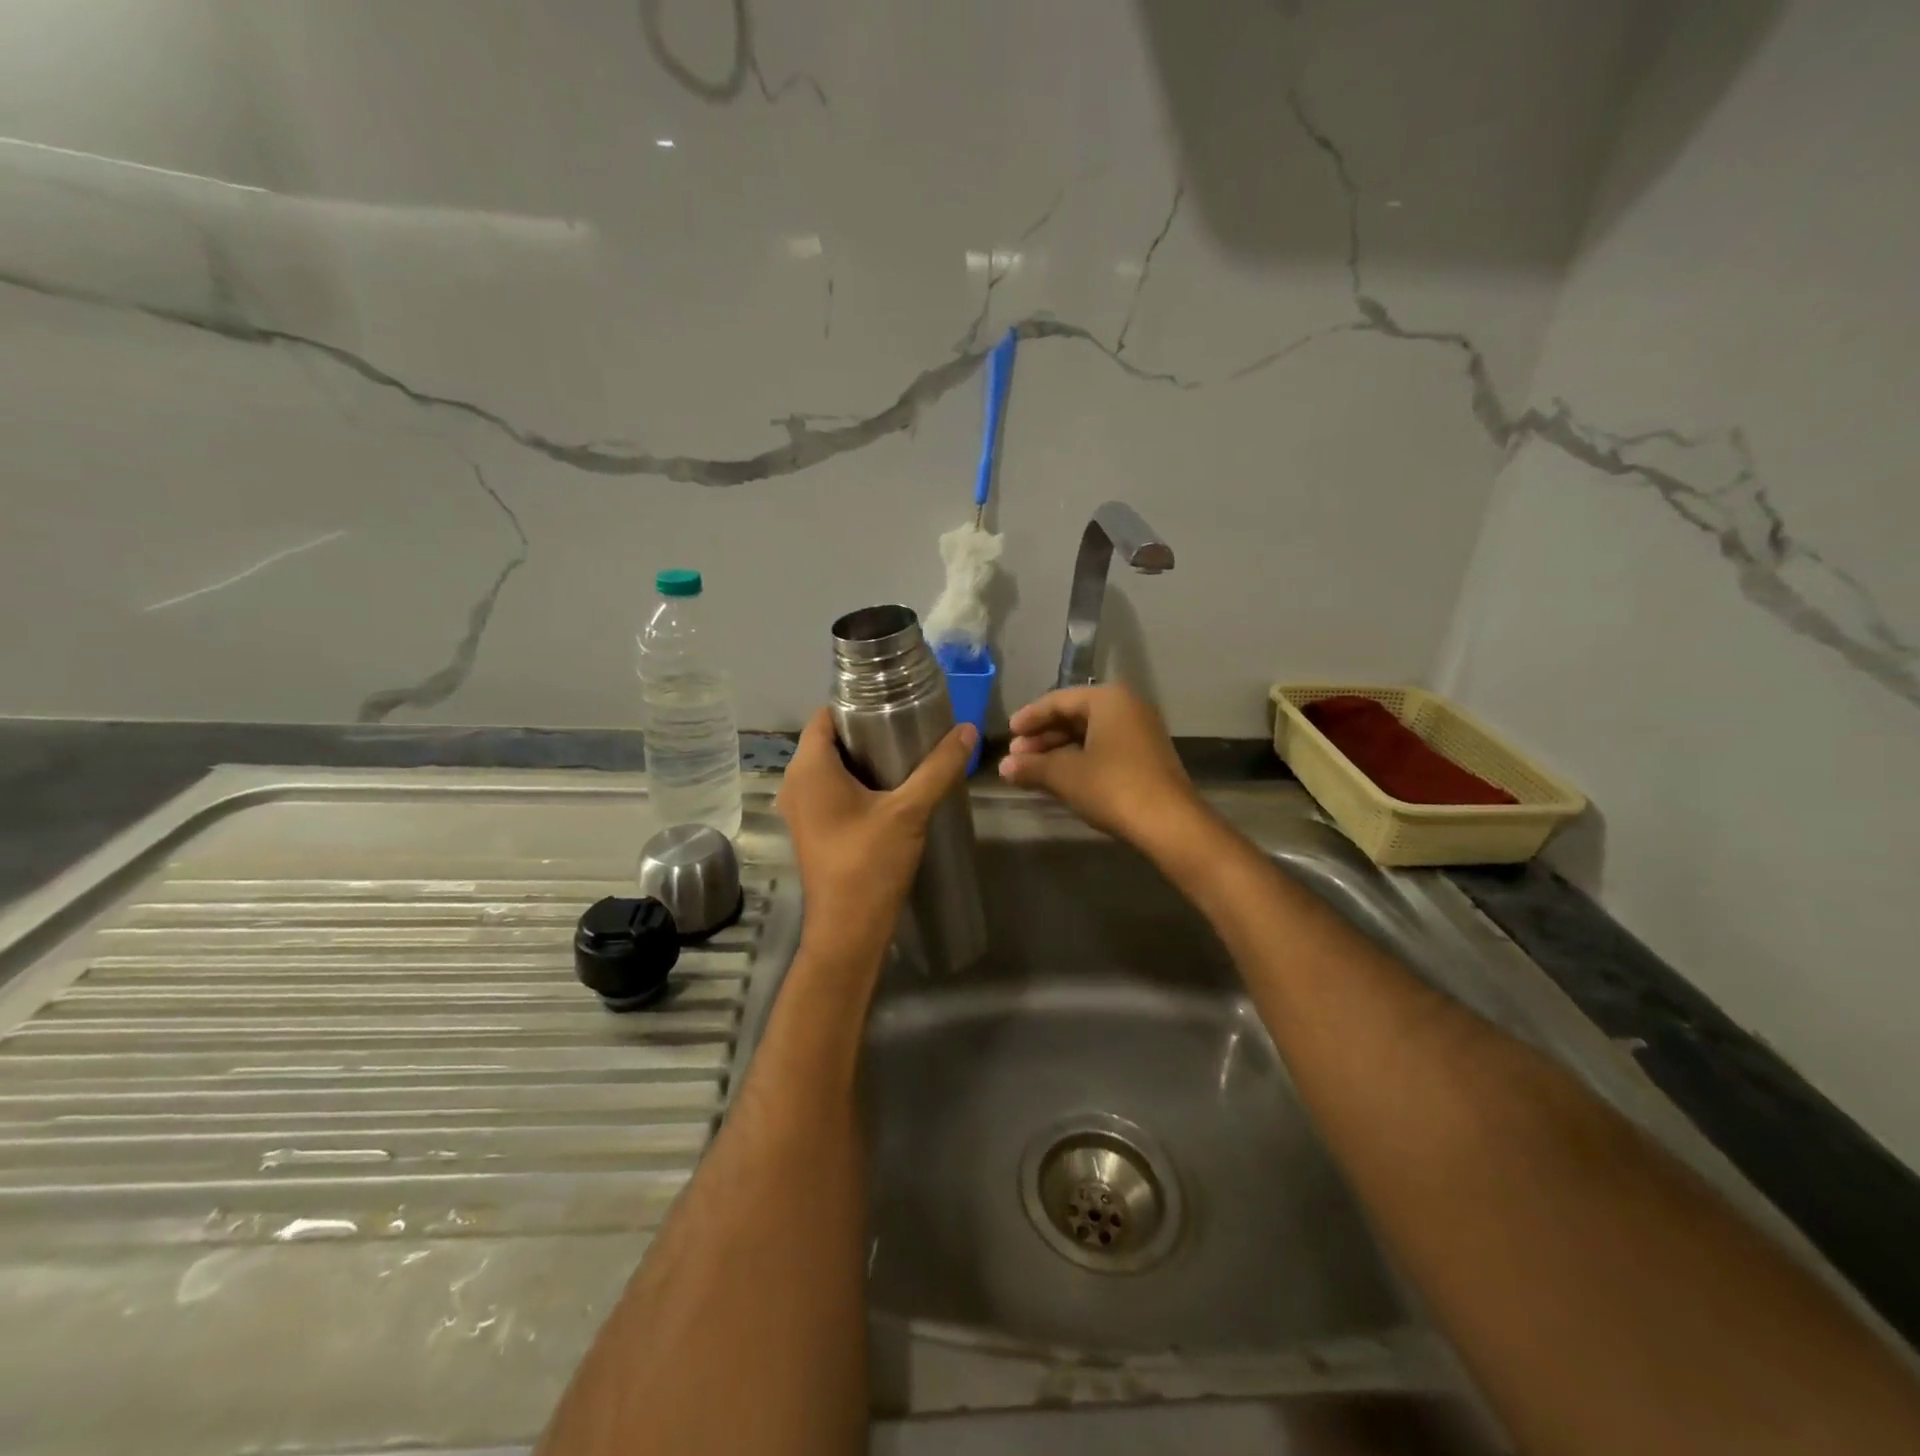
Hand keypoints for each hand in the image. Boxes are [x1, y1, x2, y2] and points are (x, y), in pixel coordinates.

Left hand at [777, 708, 977, 960]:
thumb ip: (938, 768)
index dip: (855, 705)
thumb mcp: (909, 811)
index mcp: (809, 769)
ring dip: (862, 760)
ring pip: (830, 768)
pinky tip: (890, 790)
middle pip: (829, 741)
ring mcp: (800, 810)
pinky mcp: (811, 830)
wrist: (848, 931)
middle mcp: (795, 783)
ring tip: (905, 754)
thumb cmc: (870, 863)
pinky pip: (830, 791)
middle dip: (865, 732)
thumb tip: (967, 730)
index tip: (892, 703)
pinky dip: (855, 783)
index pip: (824, 716)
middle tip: (908, 727)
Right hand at [998, 685, 1202, 848]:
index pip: (1059, 700)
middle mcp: (1127, 707)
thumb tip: (1004, 767)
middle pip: (1074, 716)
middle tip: (1016, 756)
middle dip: (1043, 737)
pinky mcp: (1147, 756)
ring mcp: (1141, 731)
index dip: (1029, 717)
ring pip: (1089, 734)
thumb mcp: (1065, 775)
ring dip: (1059, 750)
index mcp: (1108, 699)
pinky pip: (1104, 748)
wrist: (1169, 823)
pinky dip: (1079, 759)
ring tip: (1032, 770)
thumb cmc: (1112, 787)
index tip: (1008, 734)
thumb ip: (1032, 767)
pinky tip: (1061, 777)